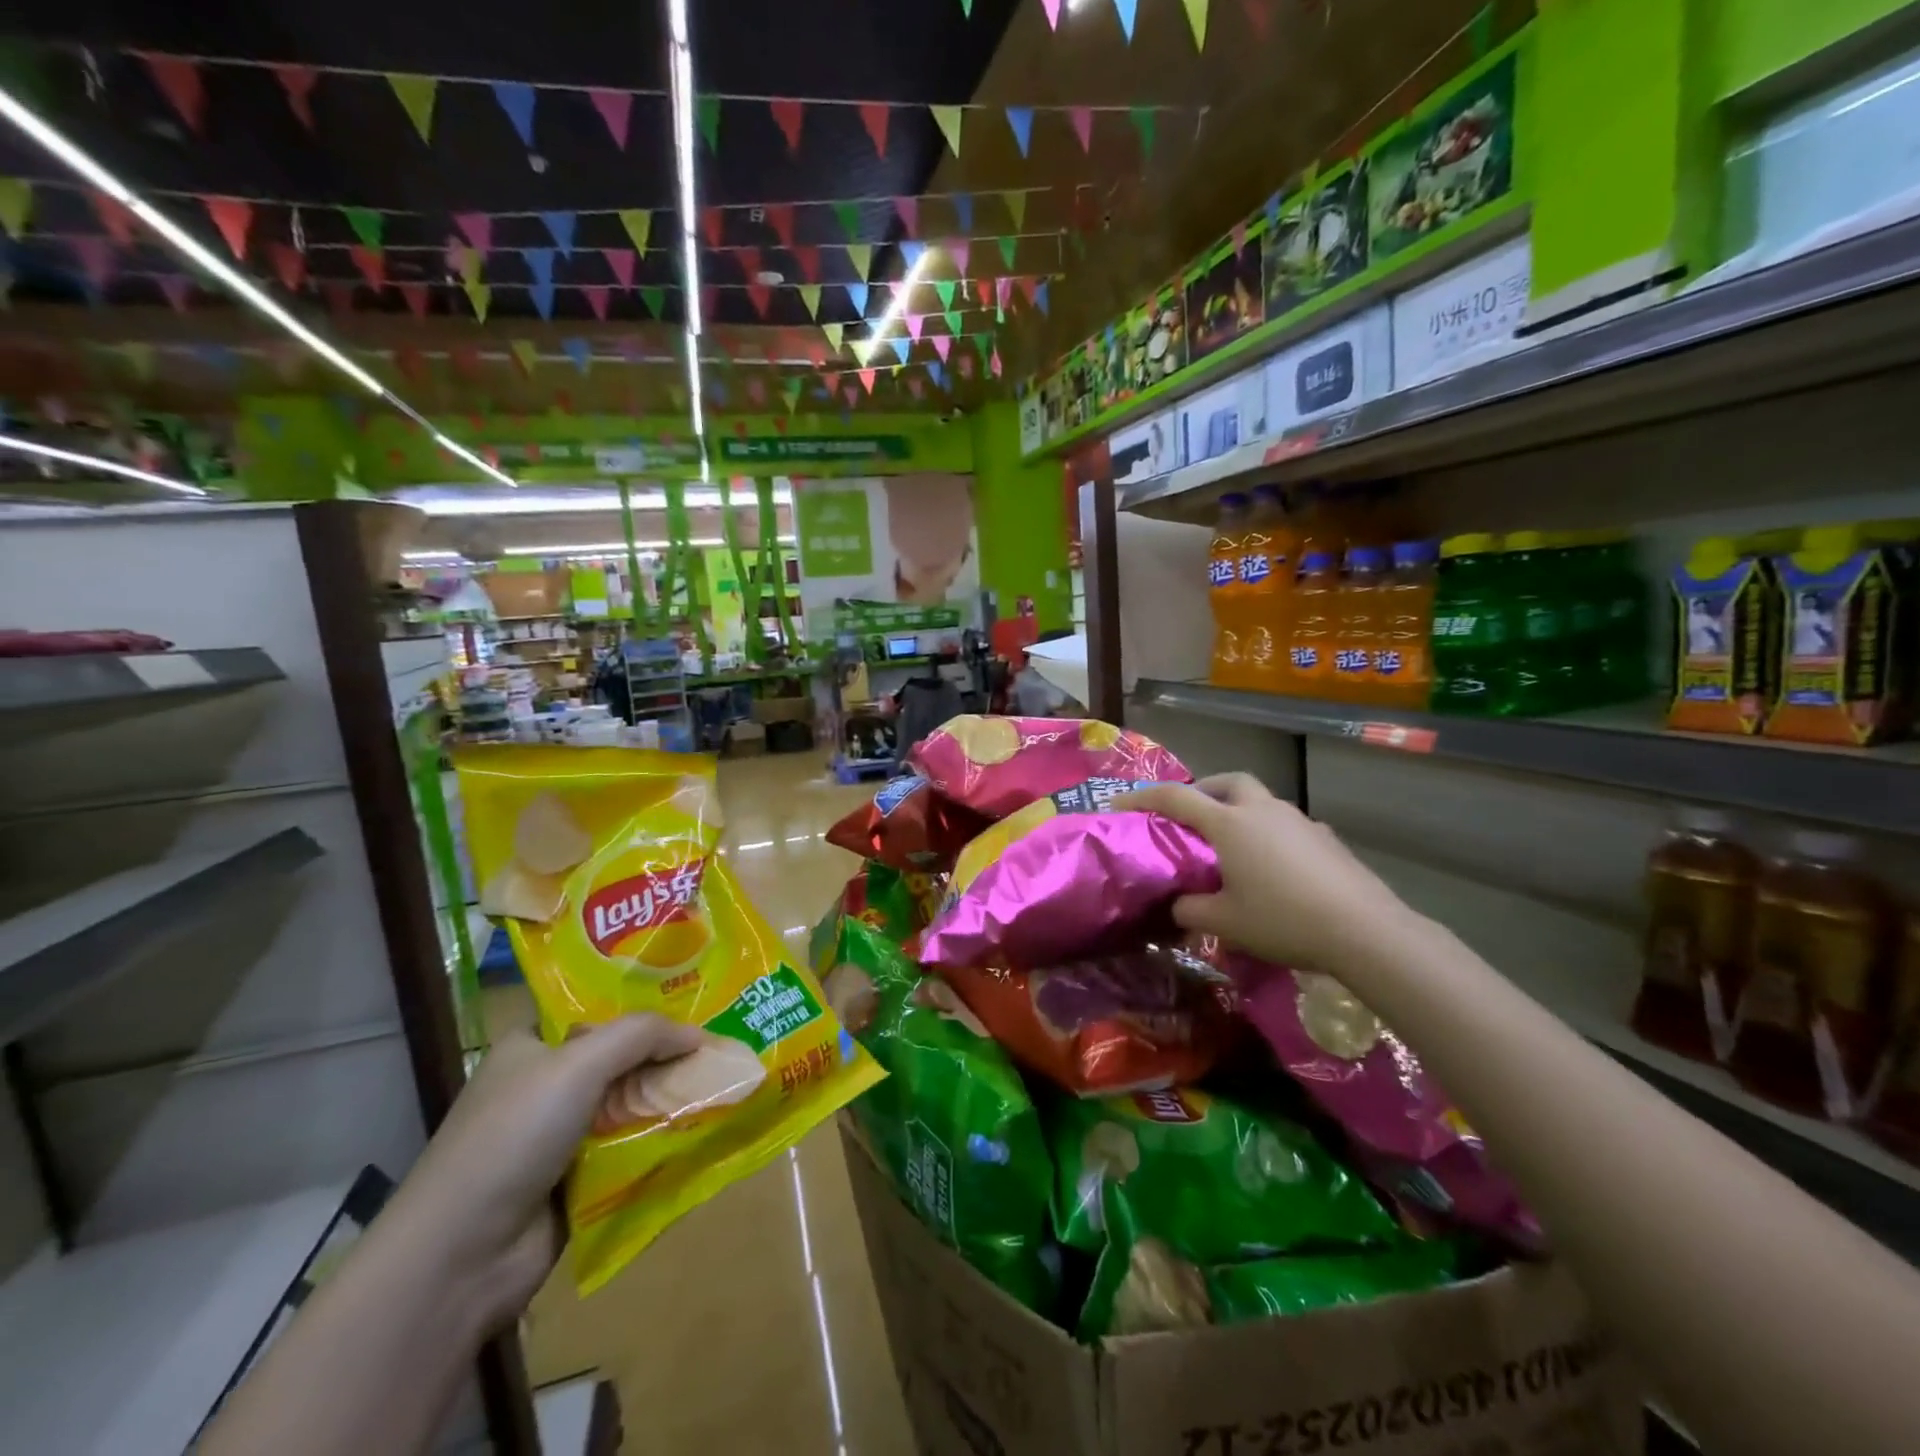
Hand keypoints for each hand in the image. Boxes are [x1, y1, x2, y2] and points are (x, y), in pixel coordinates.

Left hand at [386, 1015, 702, 1327]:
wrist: (461, 1257)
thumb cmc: (513, 1137)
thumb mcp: (579, 1065)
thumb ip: (641, 1035)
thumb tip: (699, 1033)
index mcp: (530, 1048)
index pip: (594, 1011)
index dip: (641, 1005)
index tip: (693, 1000)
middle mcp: (544, 1086)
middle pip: (618, 1058)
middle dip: (664, 1054)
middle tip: (721, 1042)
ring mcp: (558, 1136)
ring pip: (628, 1104)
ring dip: (667, 1099)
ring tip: (724, 1082)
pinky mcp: (575, 1181)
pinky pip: (629, 1149)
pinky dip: (658, 1142)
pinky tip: (702, 1128)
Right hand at [1118, 774, 1421, 973]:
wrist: (1365, 930)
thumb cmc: (1282, 919)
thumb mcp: (1224, 922)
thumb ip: (1190, 911)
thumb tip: (1178, 907)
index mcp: (1230, 823)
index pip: (1177, 797)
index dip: (1145, 797)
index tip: (1122, 804)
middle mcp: (1263, 810)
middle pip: (1228, 781)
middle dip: (1205, 789)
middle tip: (1192, 814)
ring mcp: (1300, 821)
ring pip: (1261, 802)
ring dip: (1240, 812)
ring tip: (1232, 847)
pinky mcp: (1327, 839)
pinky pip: (1287, 826)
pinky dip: (1270, 835)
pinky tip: (1274, 869)